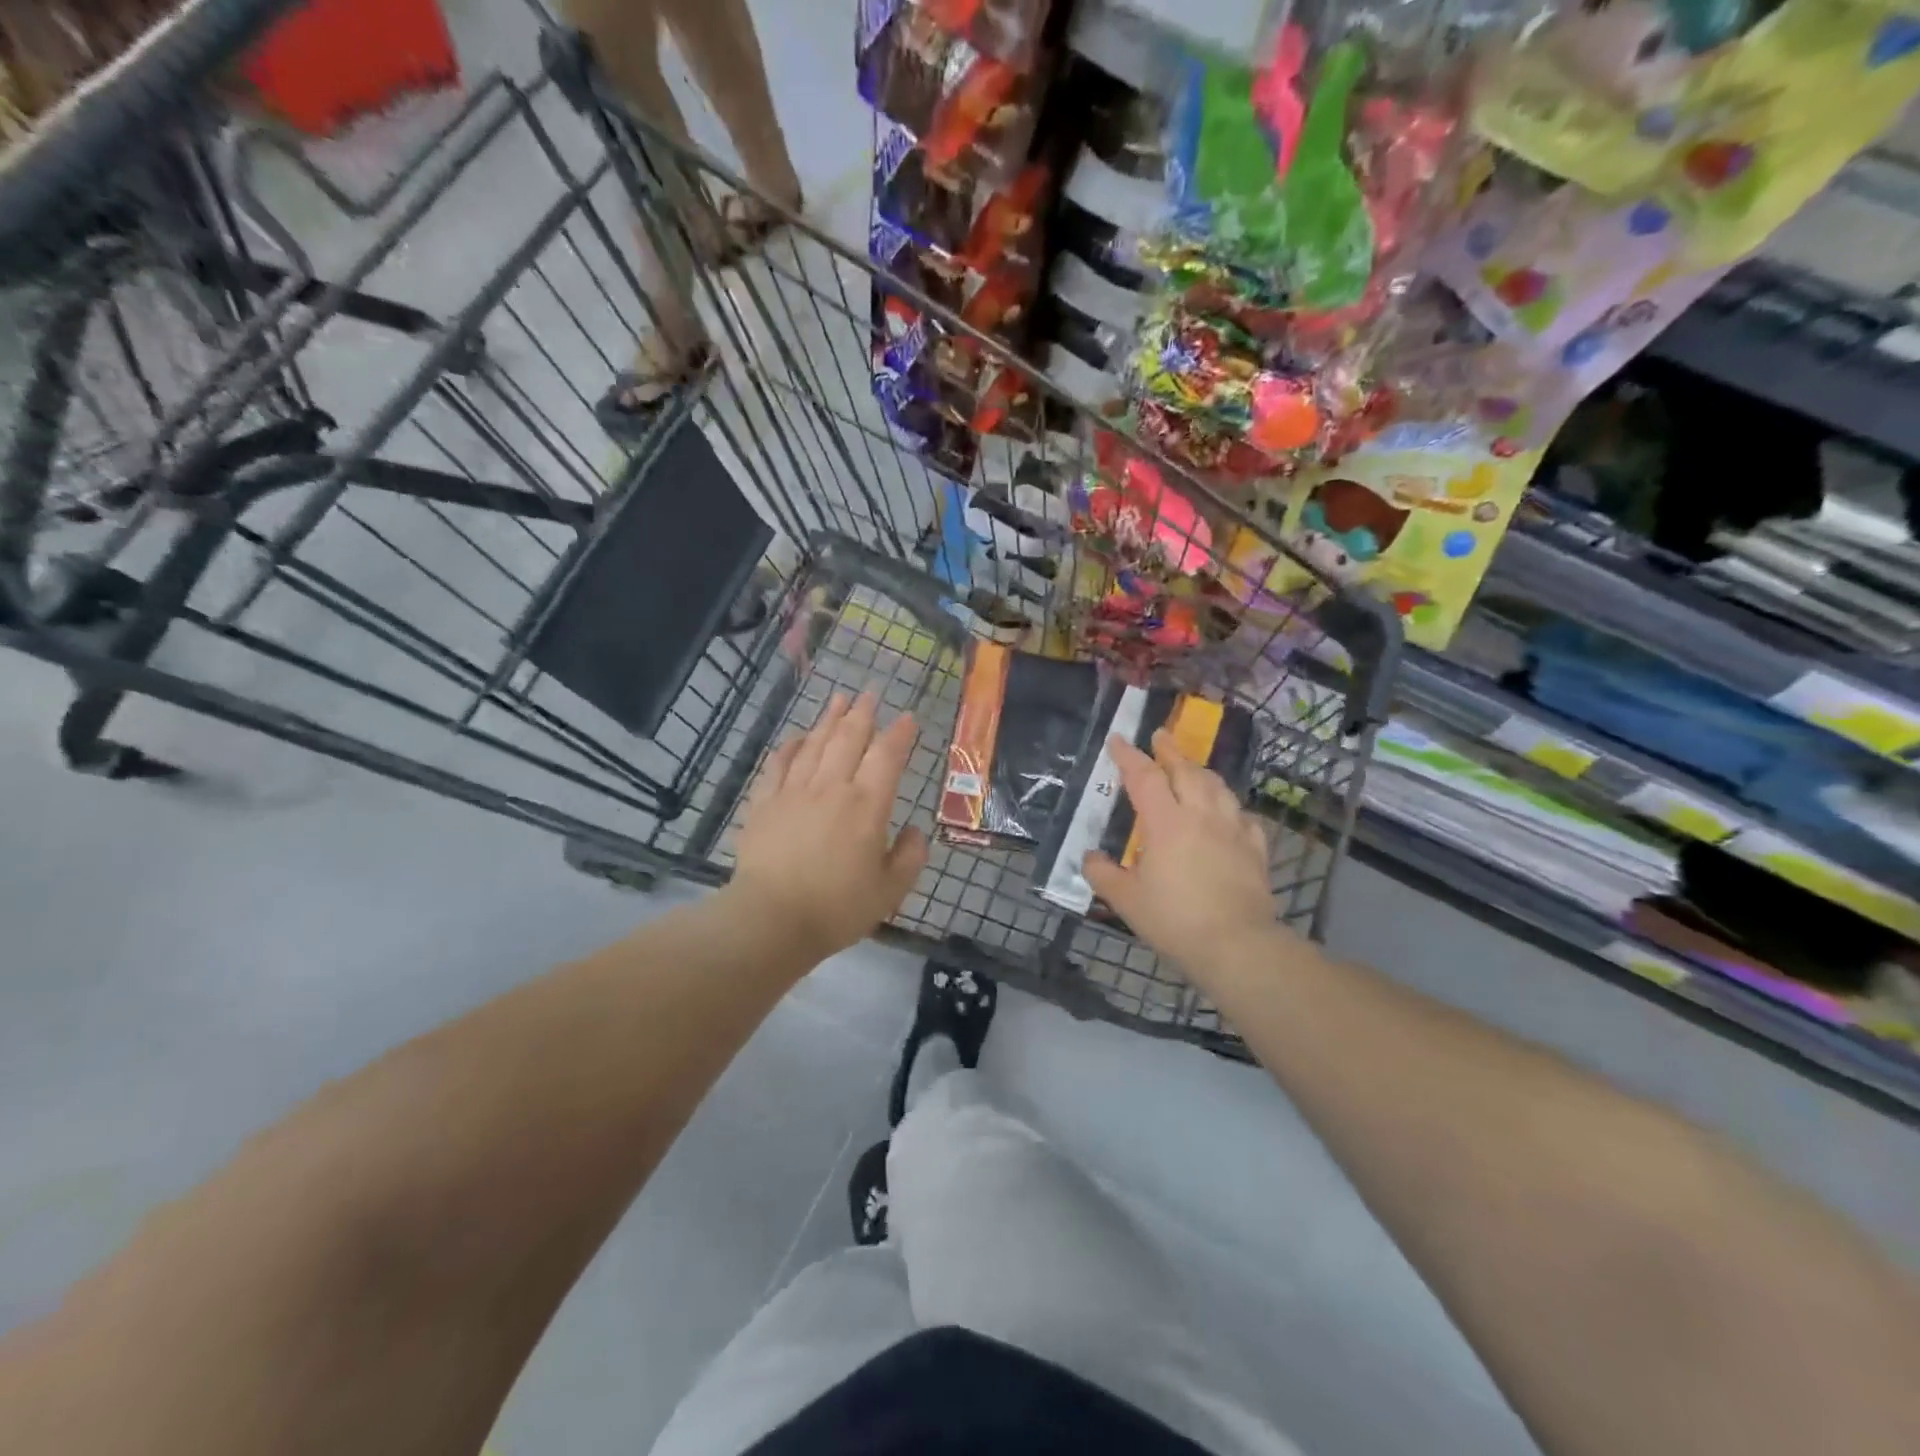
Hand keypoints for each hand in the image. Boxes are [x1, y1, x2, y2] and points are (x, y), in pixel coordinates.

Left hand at [729, 691, 928, 960]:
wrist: (771, 919)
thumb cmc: (837, 908)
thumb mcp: (890, 890)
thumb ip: (910, 857)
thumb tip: (915, 831)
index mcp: (867, 806)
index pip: (887, 757)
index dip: (900, 734)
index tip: (908, 718)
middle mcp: (832, 787)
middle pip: (849, 738)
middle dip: (863, 713)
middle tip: (870, 694)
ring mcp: (794, 791)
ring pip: (815, 744)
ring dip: (829, 720)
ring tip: (839, 700)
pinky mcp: (765, 803)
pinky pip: (778, 764)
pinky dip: (789, 746)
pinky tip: (796, 737)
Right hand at [1082, 729, 1276, 975]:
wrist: (1237, 945)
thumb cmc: (1174, 920)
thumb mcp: (1126, 901)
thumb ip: (1103, 875)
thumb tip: (1089, 858)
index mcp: (1166, 822)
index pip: (1144, 777)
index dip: (1128, 756)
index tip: (1117, 740)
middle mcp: (1201, 815)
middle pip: (1186, 771)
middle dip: (1170, 750)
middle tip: (1160, 735)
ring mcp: (1232, 830)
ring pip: (1218, 787)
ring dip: (1201, 771)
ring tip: (1192, 767)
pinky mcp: (1255, 849)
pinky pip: (1242, 816)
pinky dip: (1230, 806)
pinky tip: (1228, 812)